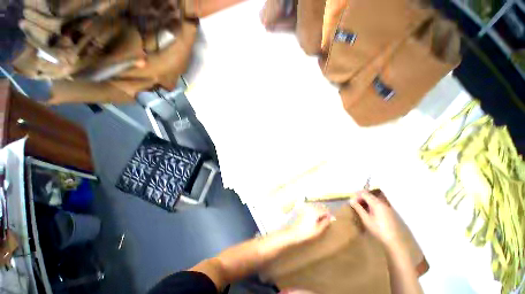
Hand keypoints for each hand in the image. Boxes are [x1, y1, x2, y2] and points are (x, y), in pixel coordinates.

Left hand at [288, 204, 332, 243]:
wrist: (293, 231)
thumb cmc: (307, 232)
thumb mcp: (318, 229)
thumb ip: (325, 222)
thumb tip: (331, 218)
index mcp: (315, 211)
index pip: (325, 210)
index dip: (329, 215)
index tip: (331, 220)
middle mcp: (310, 206)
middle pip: (320, 206)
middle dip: (324, 211)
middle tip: (326, 219)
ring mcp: (305, 206)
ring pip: (315, 205)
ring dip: (319, 209)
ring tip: (320, 218)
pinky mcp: (301, 207)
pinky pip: (310, 206)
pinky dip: (313, 209)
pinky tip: (313, 215)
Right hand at [349, 191, 403, 248]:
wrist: (396, 241)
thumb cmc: (379, 230)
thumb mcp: (366, 220)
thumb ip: (359, 209)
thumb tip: (351, 200)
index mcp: (376, 203)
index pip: (364, 193)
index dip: (357, 195)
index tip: (351, 201)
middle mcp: (383, 203)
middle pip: (370, 195)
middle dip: (361, 197)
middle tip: (355, 203)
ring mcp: (387, 207)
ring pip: (374, 199)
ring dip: (366, 201)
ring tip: (361, 207)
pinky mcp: (390, 212)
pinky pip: (379, 204)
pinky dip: (372, 205)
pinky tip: (369, 212)